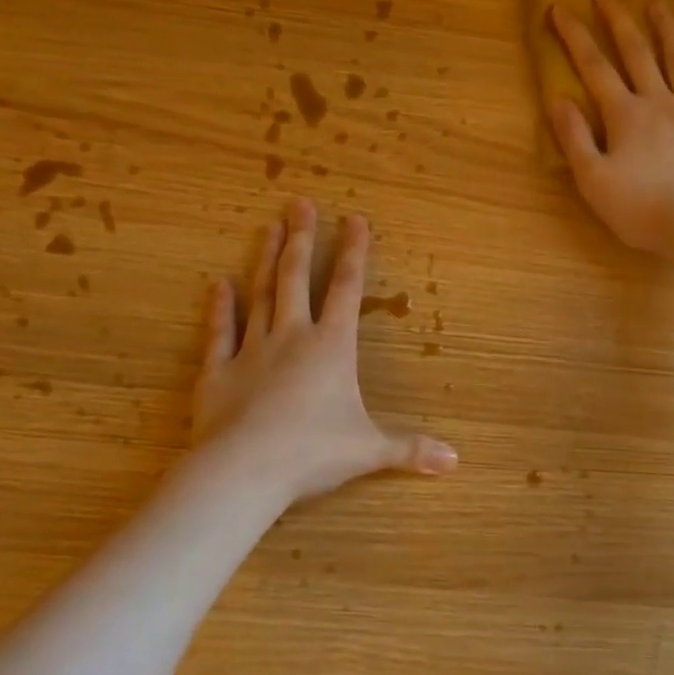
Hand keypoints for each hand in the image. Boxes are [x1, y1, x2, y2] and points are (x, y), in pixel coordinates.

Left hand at [192, 198, 456, 502]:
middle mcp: (292, 338)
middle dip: (302, 240)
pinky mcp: (218, 372)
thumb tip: (455, 461)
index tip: (354, 219)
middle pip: (297, 279)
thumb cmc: (314, 452)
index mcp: (332, 348)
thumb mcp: (370, 450)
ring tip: (269, 228)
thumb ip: (411, 449)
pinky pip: (219, 333)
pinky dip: (219, 308)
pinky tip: (218, 284)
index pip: (347, 289)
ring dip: (266, 260)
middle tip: (299, 204)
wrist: (245, 470)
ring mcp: (252, 351)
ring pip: (260, 295)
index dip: (353, 253)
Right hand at [548, 0, 673, 254]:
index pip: (594, 67)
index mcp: (625, 115)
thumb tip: (558, 100)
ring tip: (657, 3)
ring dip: (666, 30)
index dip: (574, 37)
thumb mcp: (593, 181)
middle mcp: (660, 102)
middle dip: (617, 19)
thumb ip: (575, 139)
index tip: (560, 8)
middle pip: (636, 53)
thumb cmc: (641, 209)